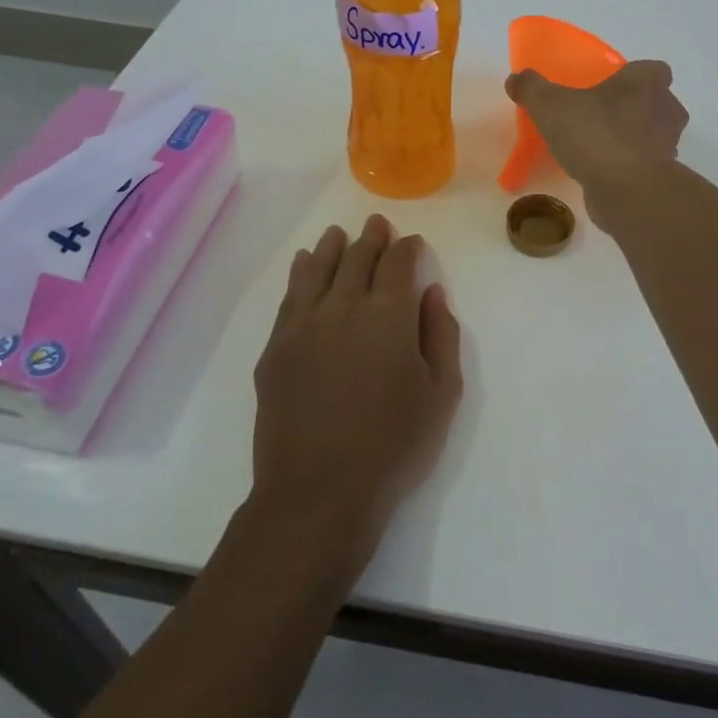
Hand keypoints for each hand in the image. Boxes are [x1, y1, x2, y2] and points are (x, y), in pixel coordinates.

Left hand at [250, 215, 462, 578]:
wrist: (317, 493)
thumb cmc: (392, 446)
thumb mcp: (440, 394)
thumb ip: (441, 335)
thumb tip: (432, 293)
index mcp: (389, 315)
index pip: (398, 264)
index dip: (408, 248)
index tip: (413, 243)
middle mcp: (344, 306)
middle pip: (358, 258)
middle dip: (372, 238)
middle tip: (378, 225)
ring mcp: (304, 324)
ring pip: (319, 269)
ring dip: (332, 246)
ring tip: (339, 234)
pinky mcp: (276, 347)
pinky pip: (290, 296)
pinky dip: (301, 273)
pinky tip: (305, 264)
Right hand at [505, 60, 688, 211]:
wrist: (626, 190)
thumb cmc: (595, 134)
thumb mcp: (550, 105)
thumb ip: (532, 88)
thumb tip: (516, 79)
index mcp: (647, 83)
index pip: (653, 69)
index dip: (635, 75)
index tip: (611, 85)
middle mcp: (666, 109)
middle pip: (657, 102)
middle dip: (634, 107)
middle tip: (601, 114)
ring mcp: (669, 145)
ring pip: (654, 134)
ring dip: (633, 137)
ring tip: (599, 145)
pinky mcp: (662, 177)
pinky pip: (645, 164)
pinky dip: (629, 166)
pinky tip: (602, 172)